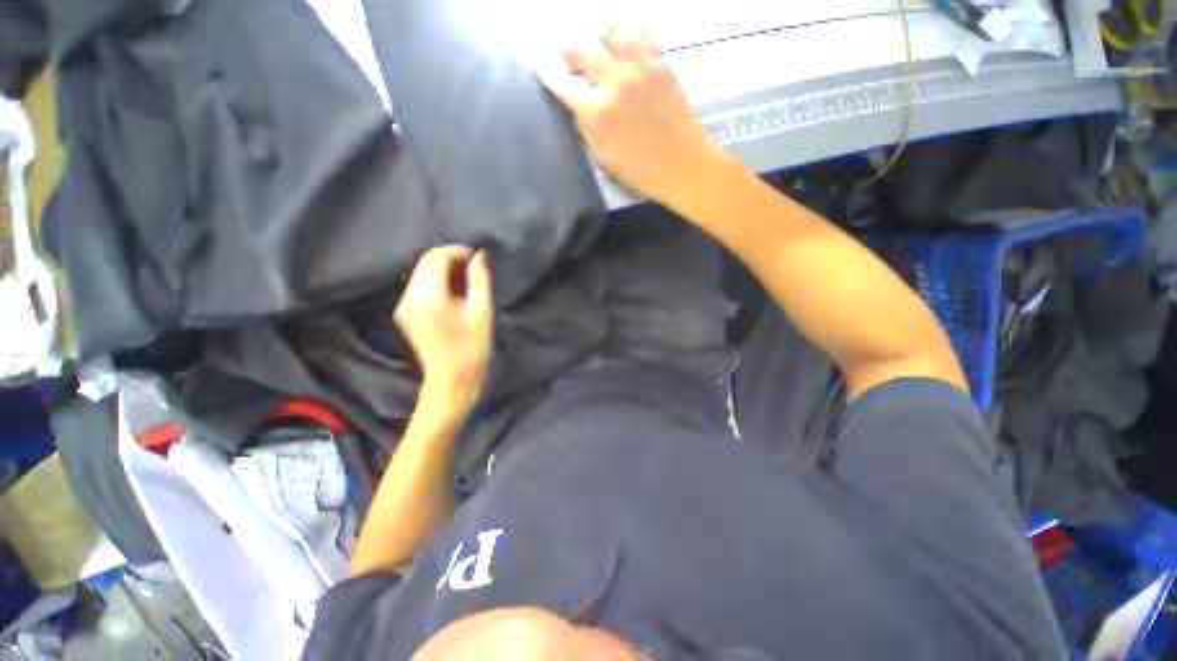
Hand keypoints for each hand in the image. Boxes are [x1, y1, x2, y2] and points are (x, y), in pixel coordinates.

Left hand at [394, 246, 493, 419]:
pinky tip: (454, 291)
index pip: (437, 258)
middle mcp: (409, 298)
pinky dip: (437, 280)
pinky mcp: (404, 312)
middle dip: (451, 258)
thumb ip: (480, 280)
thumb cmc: (473, 348)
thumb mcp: (482, 312)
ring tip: (467, 281)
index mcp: (428, 298)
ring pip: (422, 272)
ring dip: (444, 269)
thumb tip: (479, 255)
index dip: (458, 251)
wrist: (452, 380)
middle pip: (426, 262)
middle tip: (474, 268)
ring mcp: (403, 305)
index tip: (477, 258)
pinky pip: (420, 285)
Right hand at [538, 28, 722, 206]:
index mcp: (598, 113)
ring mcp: (640, 68)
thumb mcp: (604, 158)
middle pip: (582, 48)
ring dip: (599, 38)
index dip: (547, 73)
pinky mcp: (661, 64)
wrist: (684, 166)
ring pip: (612, 32)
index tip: (540, 65)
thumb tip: (579, 106)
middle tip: (567, 56)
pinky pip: (640, 35)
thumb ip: (587, 128)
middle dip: (568, 49)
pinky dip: (627, 37)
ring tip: (599, 50)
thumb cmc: (641, 172)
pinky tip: (625, 49)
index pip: (562, 84)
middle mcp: (615, 82)